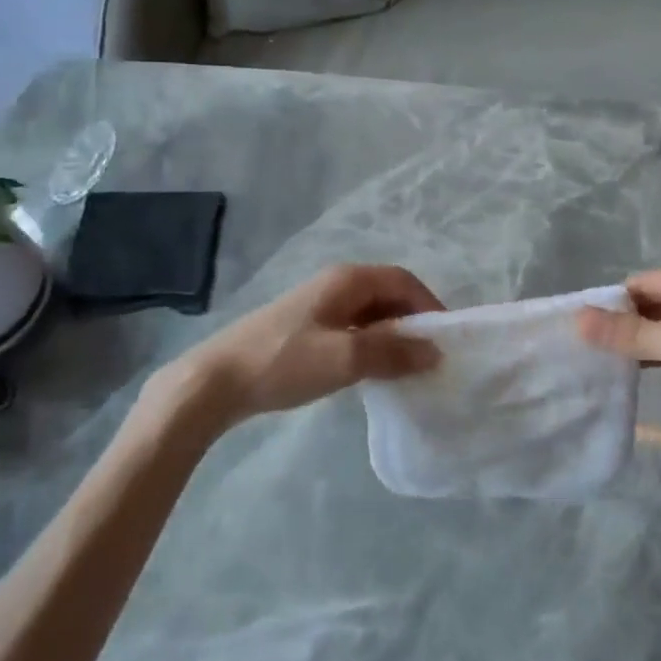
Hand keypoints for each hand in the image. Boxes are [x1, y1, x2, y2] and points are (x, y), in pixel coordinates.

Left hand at [155, 264, 443, 425]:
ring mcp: (317, 304)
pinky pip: (351, 328)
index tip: (445, 339)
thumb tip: (435, 351)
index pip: (404, 281)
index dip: (429, 305)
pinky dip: (370, 345)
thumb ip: (393, 353)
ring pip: (369, 313)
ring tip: (405, 368)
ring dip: (391, 336)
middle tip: (428, 357)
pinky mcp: (304, 327)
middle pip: (388, 294)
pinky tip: (369, 371)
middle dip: (412, 322)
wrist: (215, 381)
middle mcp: (335, 283)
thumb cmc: (284, 362)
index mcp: (347, 279)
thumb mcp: (345, 359)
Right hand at [577, 268, 660, 457]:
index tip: (583, 331)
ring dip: (643, 341)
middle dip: (626, 323)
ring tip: (608, 364)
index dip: (613, 303)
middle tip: (591, 352)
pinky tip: (642, 372)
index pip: (644, 282)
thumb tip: (578, 318)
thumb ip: (633, 333)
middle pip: (655, 302)